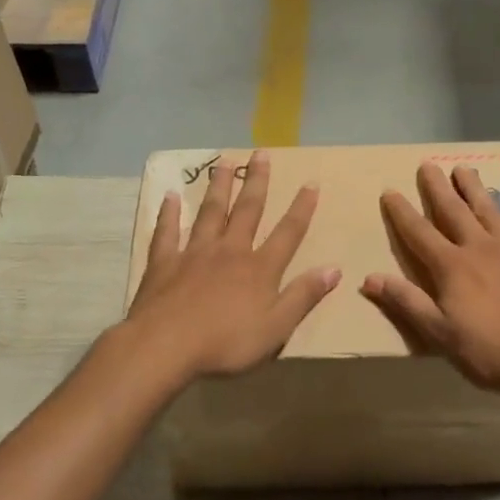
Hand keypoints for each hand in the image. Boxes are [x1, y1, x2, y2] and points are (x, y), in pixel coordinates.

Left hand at [126, 150, 339, 380]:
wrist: (166, 346)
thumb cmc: (226, 343)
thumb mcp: (276, 328)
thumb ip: (303, 296)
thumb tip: (334, 269)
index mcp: (259, 269)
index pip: (288, 233)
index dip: (301, 208)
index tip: (311, 183)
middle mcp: (230, 251)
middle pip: (247, 210)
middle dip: (257, 182)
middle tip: (261, 154)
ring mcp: (195, 253)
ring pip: (210, 212)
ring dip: (219, 186)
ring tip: (224, 163)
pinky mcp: (164, 262)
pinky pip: (167, 232)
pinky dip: (169, 213)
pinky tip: (170, 196)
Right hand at [363, 163, 499, 397]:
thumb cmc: (492, 352)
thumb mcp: (440, 335)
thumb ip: (407, 302)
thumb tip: (369, 277)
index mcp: (452, 268)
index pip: (419, 233)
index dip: (402, 212)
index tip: (389, 190)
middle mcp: (481, 249)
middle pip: (454, 212)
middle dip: (438, 188)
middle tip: (428, 164)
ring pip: (490, 212)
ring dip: (475, 190)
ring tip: (464, 169)